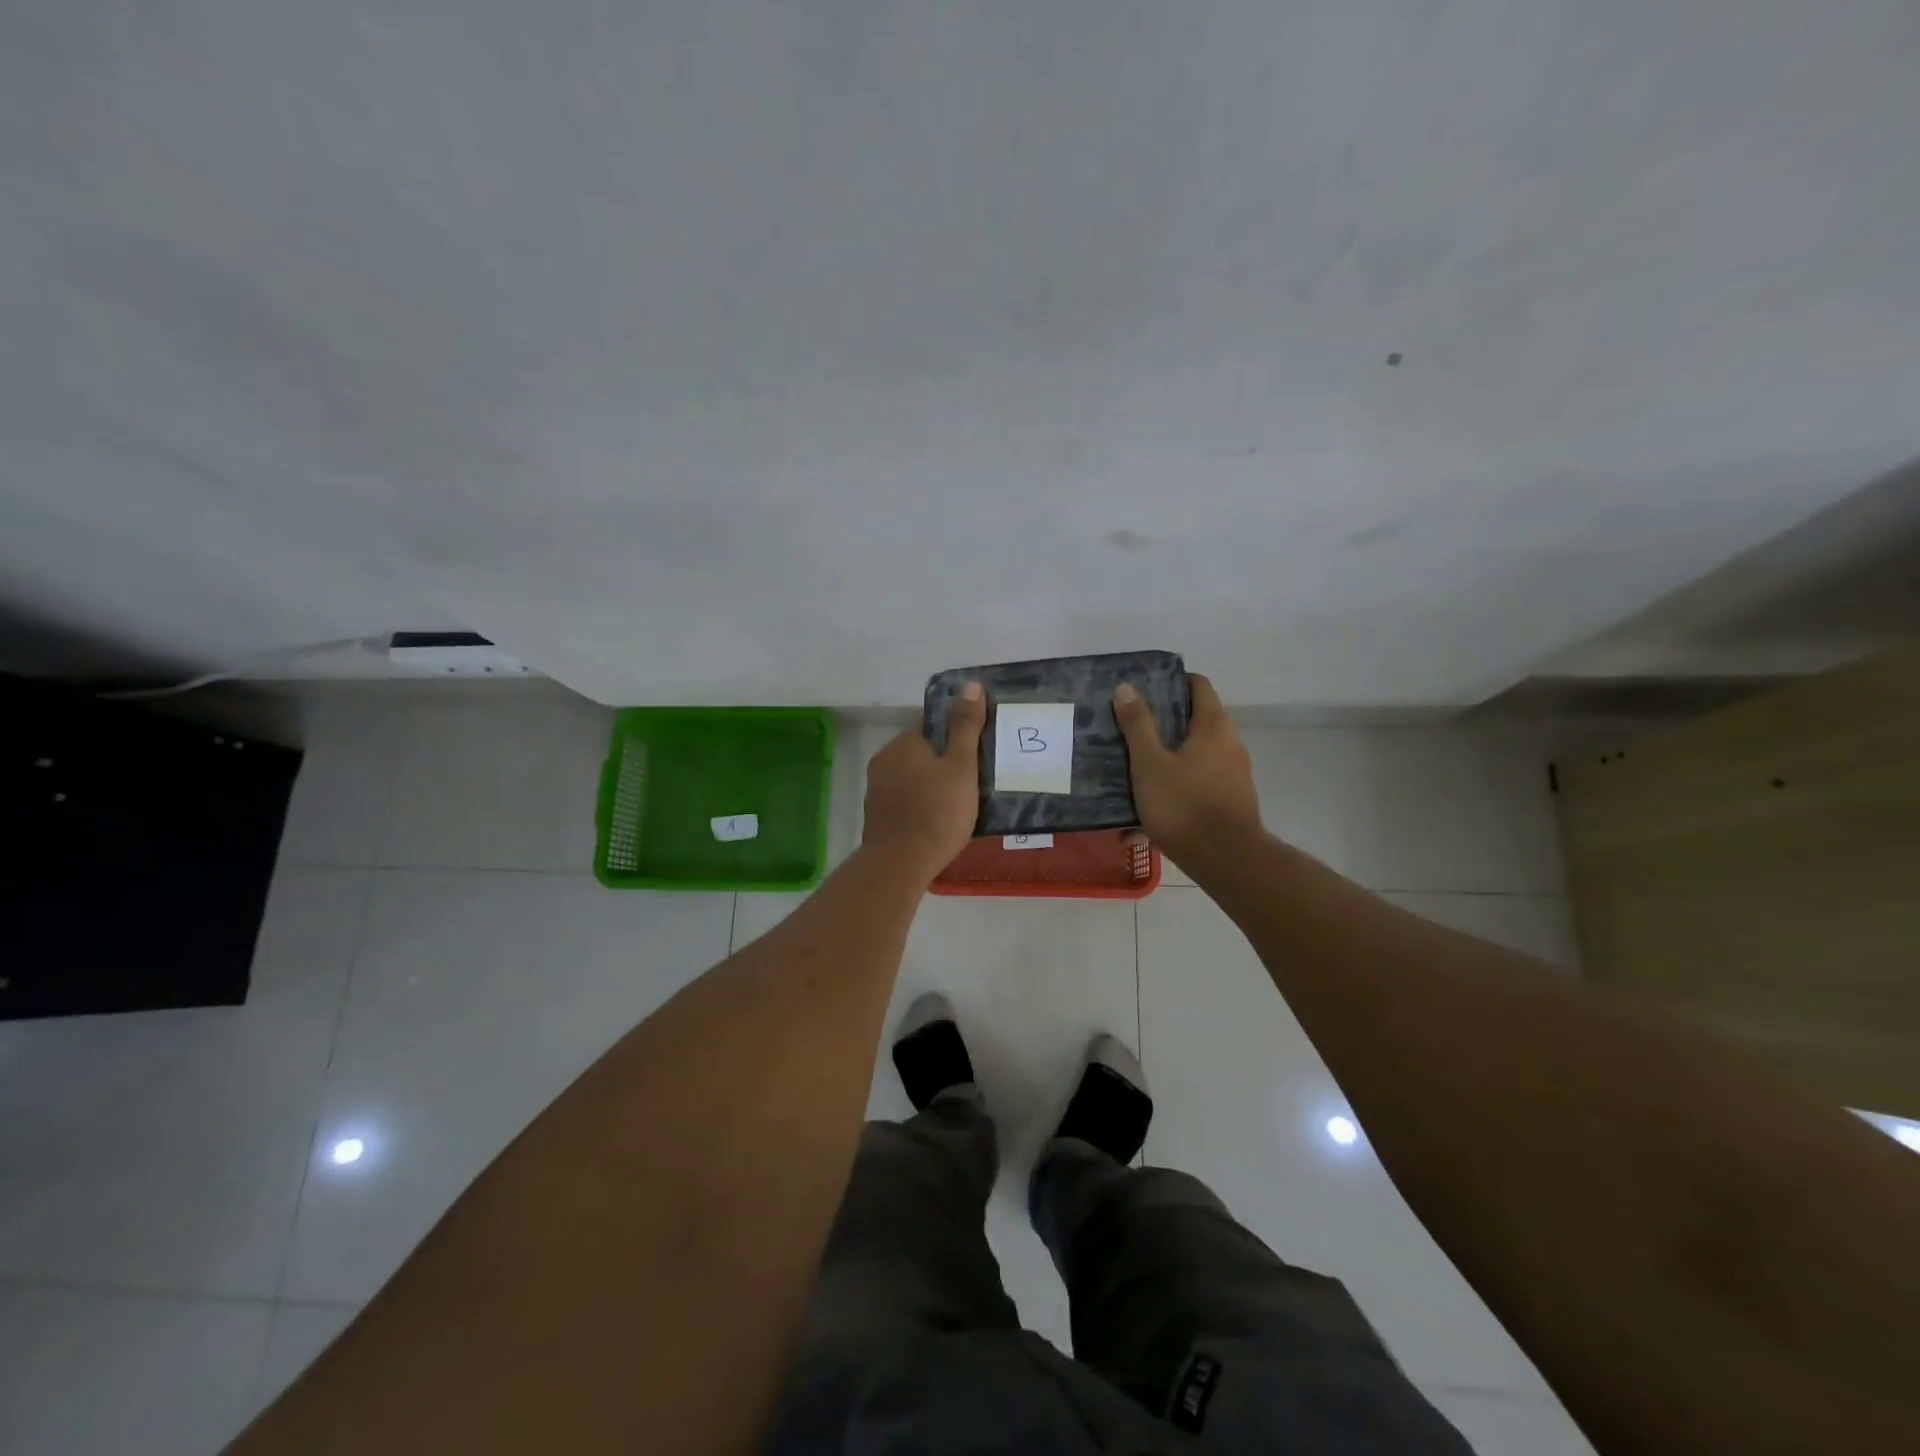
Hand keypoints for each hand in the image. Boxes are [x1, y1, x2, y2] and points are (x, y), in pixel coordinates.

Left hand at [861, 681, 985, 877]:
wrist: (900, 865)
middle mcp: (884, 760)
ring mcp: (877, 790)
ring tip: (960, 802)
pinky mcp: (877, 816)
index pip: (932, 725)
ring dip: (932, 784)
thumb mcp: (961, 766)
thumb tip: (970, 685)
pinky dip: (921, 804)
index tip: (977, 751)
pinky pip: (905, 800)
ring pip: (912, 777)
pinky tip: (939, 820)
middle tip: (974, 779)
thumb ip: (965, 726)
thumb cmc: (937, 812)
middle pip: (921, 752)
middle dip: (944, 761)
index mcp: (903, 743)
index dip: (956, 734)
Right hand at [1112, 674, 1261, 867]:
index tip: (1145, 688)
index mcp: (1213, 727)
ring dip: (1167, 761)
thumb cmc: (1184, 804)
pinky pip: (1197, 787)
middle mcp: (1230, 745)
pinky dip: (1174, 791)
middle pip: (1196, 722)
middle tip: (1130, 729)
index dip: (1173, 682)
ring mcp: (1234, 776)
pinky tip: (1144, 818)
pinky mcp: (1231, 803)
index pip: (1198, 686)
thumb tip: (1127, 688)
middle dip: (1164, 724)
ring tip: (1133, 772)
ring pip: (1195, 758)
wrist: (1226, 861)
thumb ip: (1138, 725)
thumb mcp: (1150, 763)